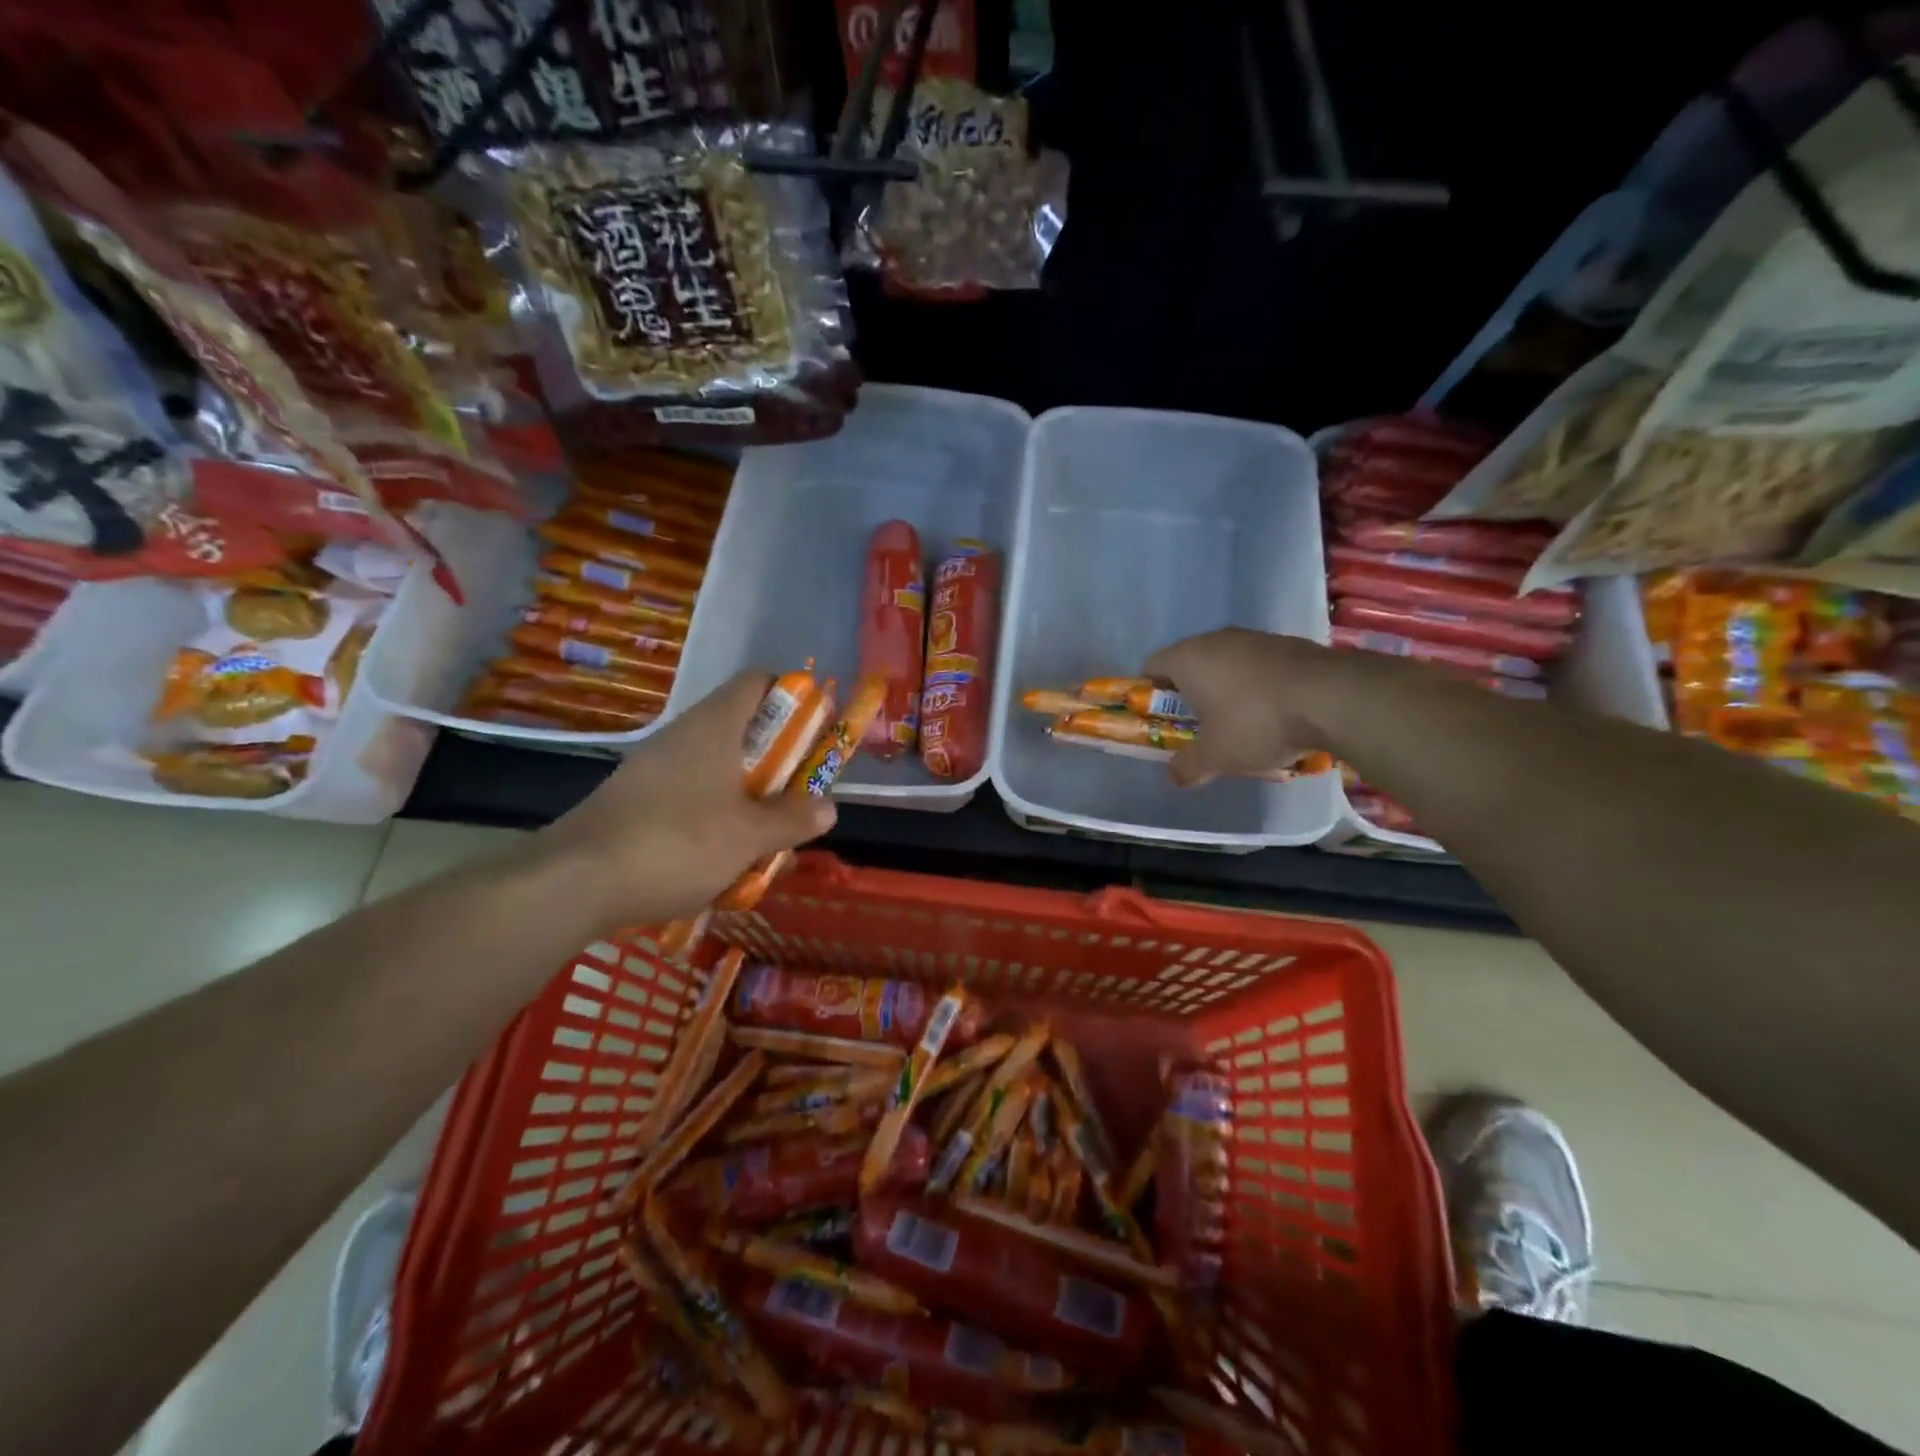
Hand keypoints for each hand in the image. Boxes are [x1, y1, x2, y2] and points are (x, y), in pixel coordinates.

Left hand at [537, 671, 836, 930]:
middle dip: (779, 765)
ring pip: (719, 770)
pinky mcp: (637, 800)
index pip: (759, 683)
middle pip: (744, 730)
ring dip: (749, 800)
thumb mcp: (749, 836)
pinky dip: (715, 819)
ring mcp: (656, 768)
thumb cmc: (677, 842)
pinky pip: (691, 797)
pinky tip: (721, 863)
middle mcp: (684, 736)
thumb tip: (829, 806)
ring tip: (766, 843)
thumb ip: (793, 819)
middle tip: (799, 800)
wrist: (574, 881)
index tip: (816, 735)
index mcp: (715, 726)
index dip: (793, 699)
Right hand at [1145, 629, 1333, 786]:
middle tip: (1200, 728)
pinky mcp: (1287, 644)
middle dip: (1190, 696)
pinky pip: (1256, 666)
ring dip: (1225, 691)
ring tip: (1241, 725)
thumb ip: (1188, 767)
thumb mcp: (1216, 756)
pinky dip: (1256, 687)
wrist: (1333, 698)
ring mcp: (1254, 638)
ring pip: (1225, 665)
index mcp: (1188, 658)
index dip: (1150, 694)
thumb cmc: (1257, 723)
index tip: (1164, 720)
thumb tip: (1175, 776)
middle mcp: (1216, 640)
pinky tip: (1274, 714)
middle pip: (1189, 665)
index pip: (1151, 666)